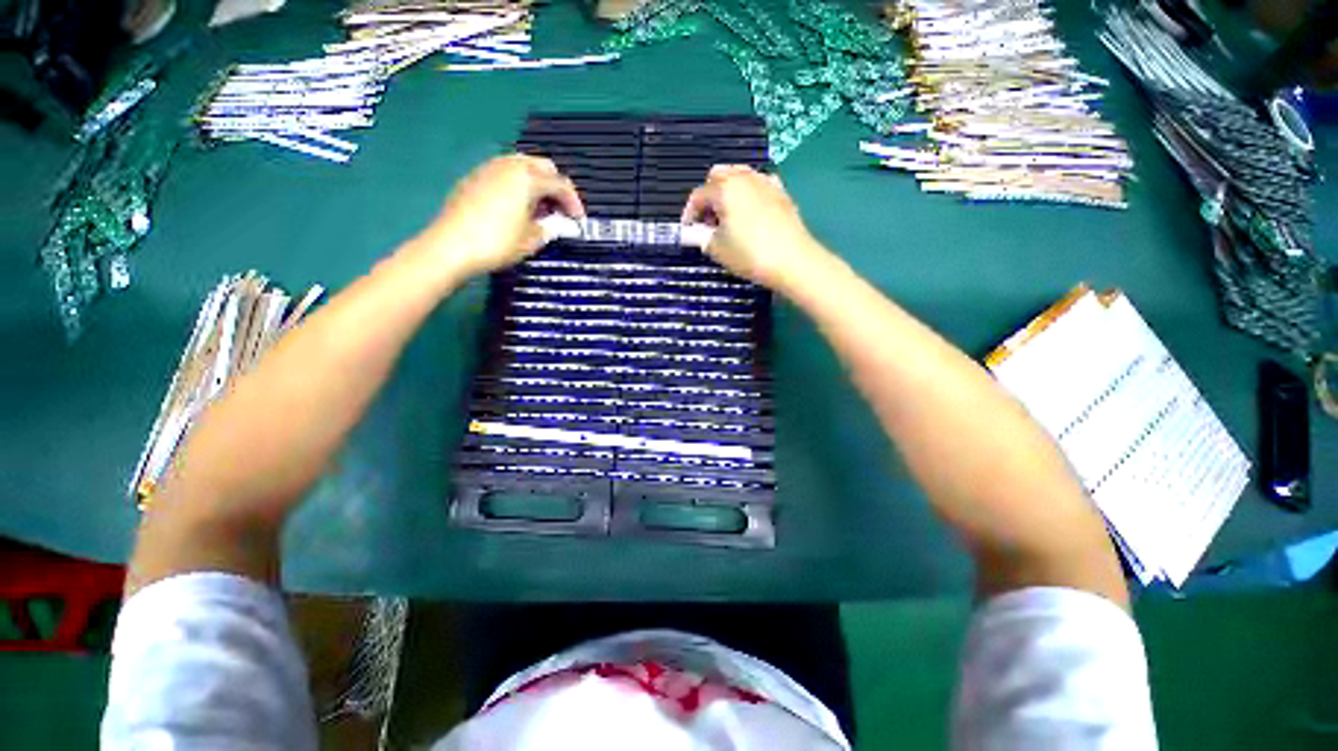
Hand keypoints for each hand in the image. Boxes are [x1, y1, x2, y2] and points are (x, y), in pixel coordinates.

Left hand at [411, 154, 583, 282]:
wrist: (451, 246)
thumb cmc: (497, 243)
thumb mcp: (531, 240)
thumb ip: (549, 227)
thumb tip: (554, 224)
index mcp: (527, 178)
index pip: (560, 184)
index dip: (574, 202)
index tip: (578, 220)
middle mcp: (509, 166)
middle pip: (542, 166)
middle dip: (555, 187)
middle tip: (560, 210)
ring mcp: (489, 169)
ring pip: (522, 166)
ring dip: (536, 184)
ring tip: (539, 210)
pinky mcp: (474, 178)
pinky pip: (504, 174)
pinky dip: (517, 185)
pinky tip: (517, 207)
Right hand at [682, 165, 830, 294]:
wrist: (793, 260)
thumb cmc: (749, 254)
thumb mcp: (717, 249)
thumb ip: (701, 237)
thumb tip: (696, 233)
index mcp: (725, 189)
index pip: (698, 195)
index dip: (689, 213)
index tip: (688, 231)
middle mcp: (744, 178)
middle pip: (718, 177)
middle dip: (708, 196)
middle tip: (708, 222)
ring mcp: (765, 182)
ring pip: (739, 176)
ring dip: (728, 191)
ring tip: (727, 216)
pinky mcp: (781, 192)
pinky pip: (758, 184)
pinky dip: (748, 193)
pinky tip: (750, 211)